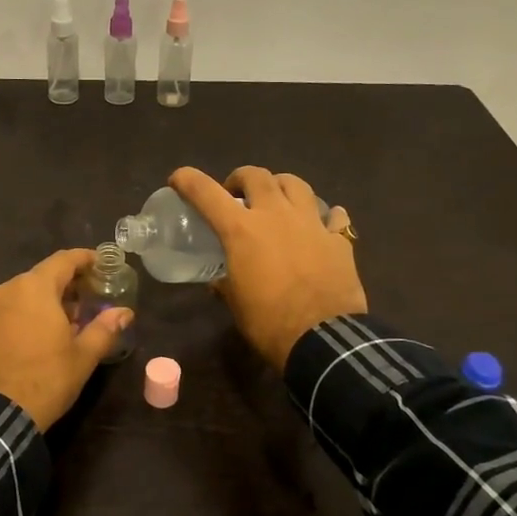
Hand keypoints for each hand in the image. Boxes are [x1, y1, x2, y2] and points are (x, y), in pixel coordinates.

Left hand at [0, 248, 134, 431]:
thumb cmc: (45, 379)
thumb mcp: (82, 356)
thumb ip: (104, 328)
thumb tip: (124, 312)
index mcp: (34, 288)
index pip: (64, 260)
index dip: (85, 259)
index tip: (102, 263)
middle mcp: (7, 289)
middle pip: (42, 276)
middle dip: (67, 284)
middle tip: (90, 297)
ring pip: (23, 294)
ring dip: (46, 301)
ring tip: (68, 321)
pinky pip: (7, 311)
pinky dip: (26, 314)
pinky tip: (40, 335)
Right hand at [170, 166, 366, 371]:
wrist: (322, 339)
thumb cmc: (269, 322)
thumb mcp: (236, 304)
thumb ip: (225, 284)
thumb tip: (219, 282)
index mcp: (241, 230)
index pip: (206, 193)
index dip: (187, 180)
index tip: (178, 179)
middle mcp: (275, 215)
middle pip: (256, 176)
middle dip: (240, 179)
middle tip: (236, 195)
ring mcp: (310, 223)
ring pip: (296, 184)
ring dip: (280, 186)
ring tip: (277, 202)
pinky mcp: (338, 239)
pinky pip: (333, 216)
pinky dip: (324, 216)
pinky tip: (322, 224)